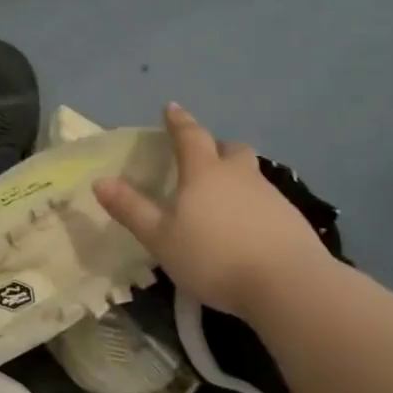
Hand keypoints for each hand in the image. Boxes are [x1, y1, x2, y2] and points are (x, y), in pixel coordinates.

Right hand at [94, 103, 332, 319]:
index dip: (178, 122)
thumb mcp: (160, 237)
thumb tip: (100, 182)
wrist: (288, 285)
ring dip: (235, 179)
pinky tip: (245, 230)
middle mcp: (240, 176)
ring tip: (220, 201)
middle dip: (215, 148)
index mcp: (204, 173)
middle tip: (202, 158)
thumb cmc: (214, 256)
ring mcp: (271, 196)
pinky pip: (266, 202)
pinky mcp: (292, 221)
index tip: (171, 108)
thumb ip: (131, 209)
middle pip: (230, 150)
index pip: (189, 136)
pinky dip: (251, 207)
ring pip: (250, 176)